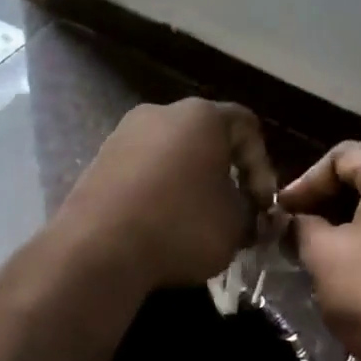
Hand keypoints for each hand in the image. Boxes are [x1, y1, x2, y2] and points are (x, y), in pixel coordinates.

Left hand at [55, 99, 276, 294]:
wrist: (98, 248)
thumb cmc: (181, 225)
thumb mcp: (236, 225)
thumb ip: (252, 214)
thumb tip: (250, 217)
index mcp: (201, 116)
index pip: (247, 127)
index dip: (262, 167)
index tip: (261, 206)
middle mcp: (161, 113)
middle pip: (207, 138)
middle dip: (225, 175)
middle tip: (234, 212)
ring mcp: (124, 134)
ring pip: (172, 155)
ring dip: (190, 184)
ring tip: (197, 223)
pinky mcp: (99, 161)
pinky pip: (143, 172)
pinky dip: (158, 192)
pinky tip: (161, 225)